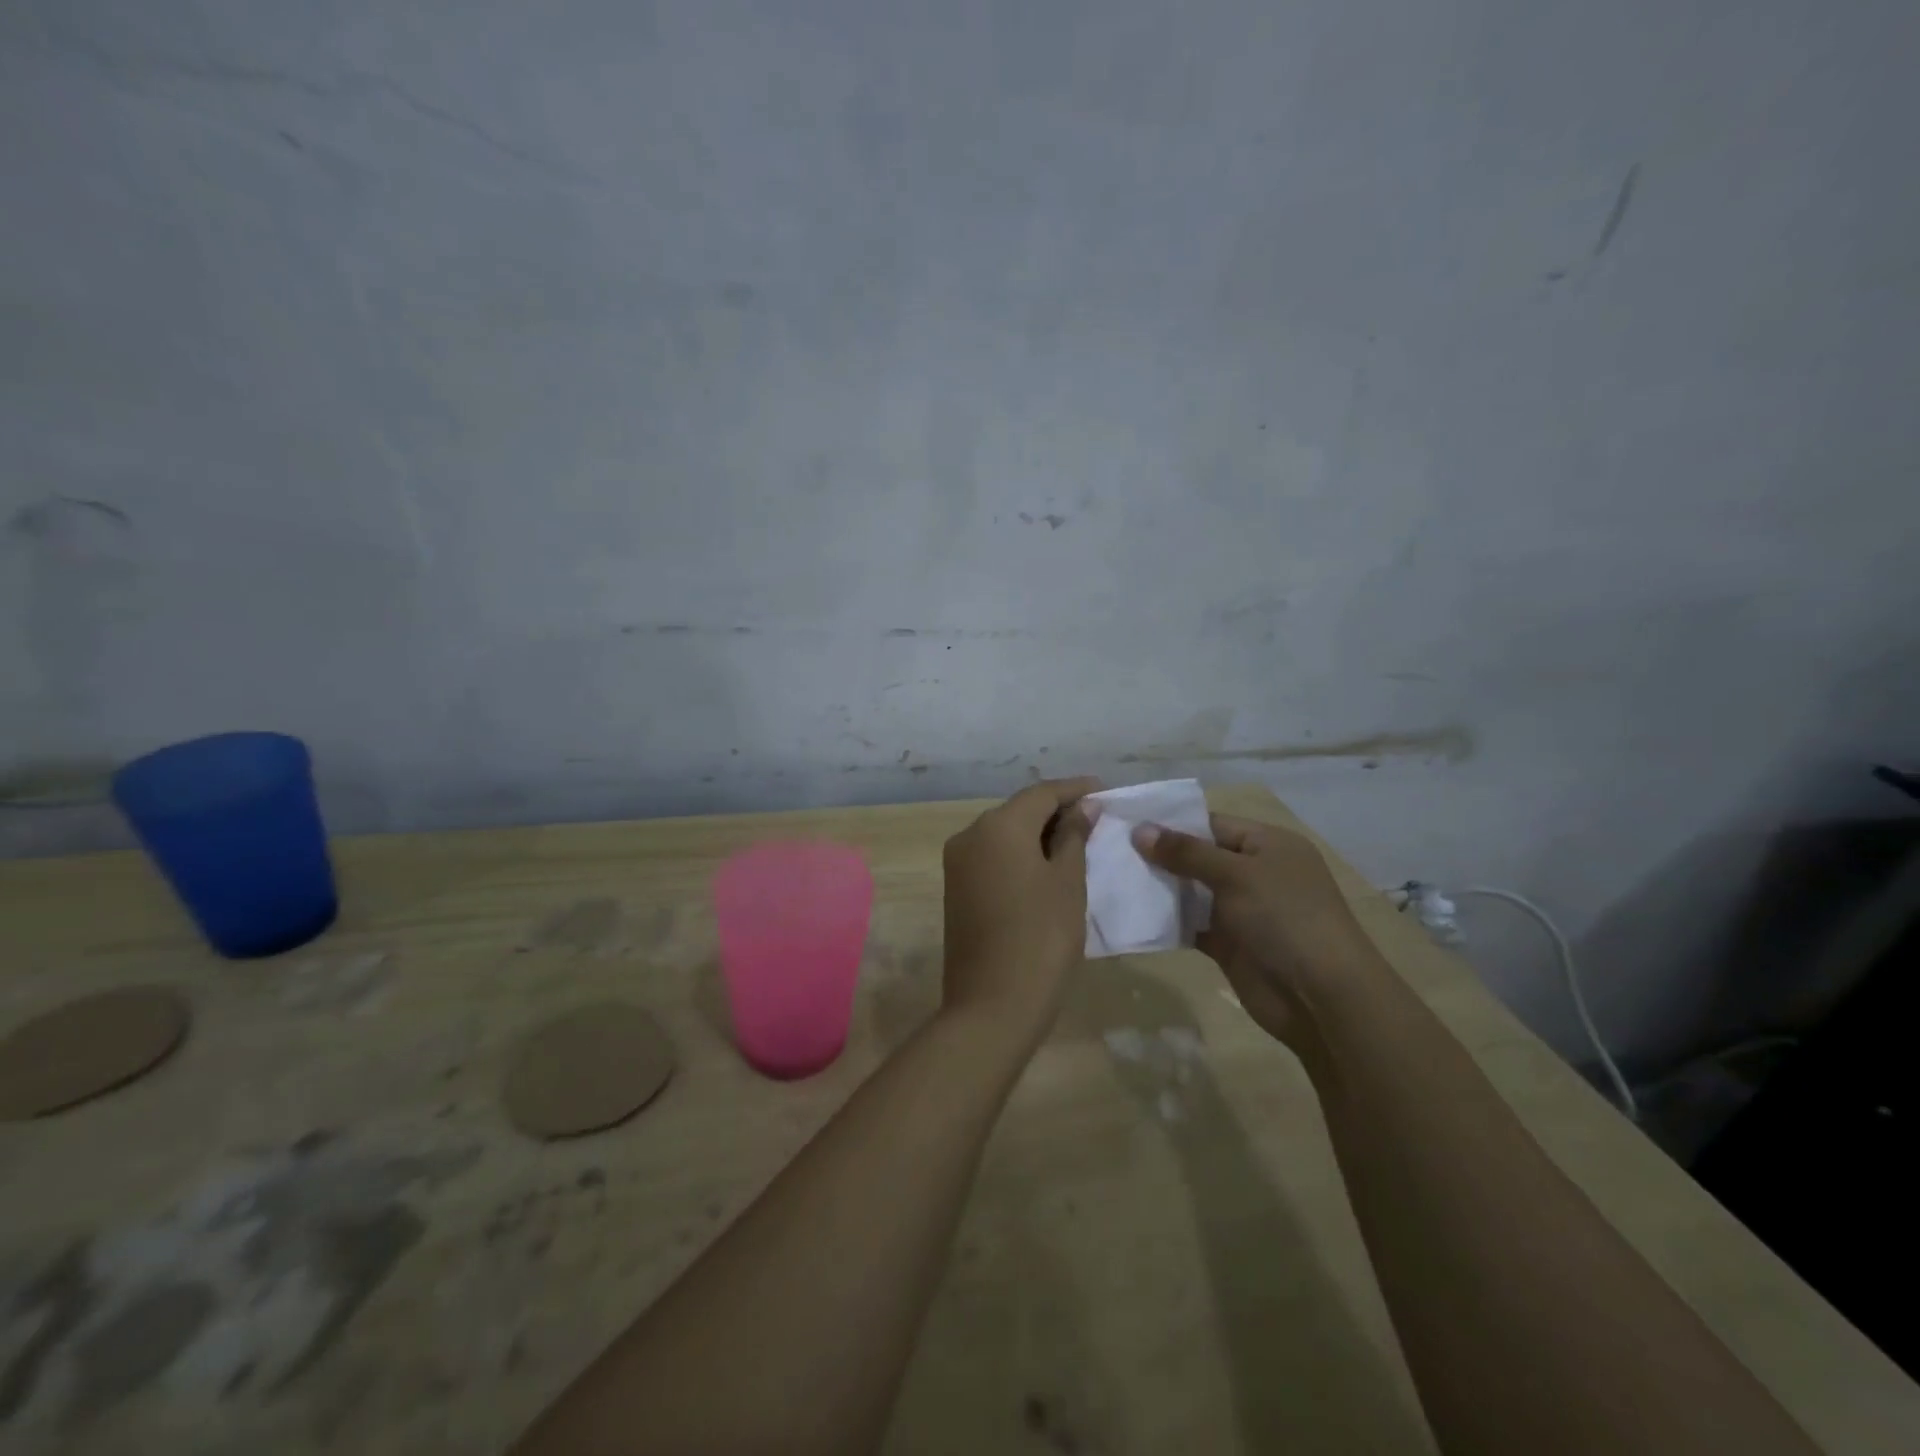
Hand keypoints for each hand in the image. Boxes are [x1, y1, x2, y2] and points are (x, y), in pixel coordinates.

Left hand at [941, 777, 1099, 1045]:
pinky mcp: (956, 889)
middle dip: (1056, 810)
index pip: (1042, 793)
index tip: (1105, 789)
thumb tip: (1082, 807)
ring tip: (1077, 841)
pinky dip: (1020, 853)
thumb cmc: (1041, 937)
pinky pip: (993, 856)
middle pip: (1019, 810)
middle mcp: (970, 835)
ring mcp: (958, 863)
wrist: (992, 1005)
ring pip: (1004, 833)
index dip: (1075, 789)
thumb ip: (1074, 836)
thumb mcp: (1067, 882)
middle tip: (1095, 817)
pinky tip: (1046, 866)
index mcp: (998, 826)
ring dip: (1038, 833)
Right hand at [1133, 813, 1387, 1049]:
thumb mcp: (1236, 874)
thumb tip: (1139, 830)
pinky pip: (1191, 924)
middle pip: (1198, 857)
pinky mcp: (1229, 944)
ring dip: (1159, 888)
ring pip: (1191, 891)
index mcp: (1267, 845)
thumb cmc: (1285, 918)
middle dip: (1159, 855)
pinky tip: (1132, 914)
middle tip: (1109, 851)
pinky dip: (1166, 921)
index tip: (1126, 823)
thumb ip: (1186, 852)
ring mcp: (1242, 910)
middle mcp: (1255, 873)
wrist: (1322, 997)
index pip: (1211, 824)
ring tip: (1112, 879)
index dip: (1170, 823)